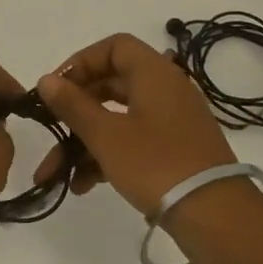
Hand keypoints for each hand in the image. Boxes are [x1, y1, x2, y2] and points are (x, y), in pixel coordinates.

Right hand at [35, 33, 233, 217]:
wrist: (216, 217)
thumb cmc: (156, 164)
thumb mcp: (105, 135)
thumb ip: (72, 105)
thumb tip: (46, 79)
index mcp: (154, 74)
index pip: (114, 47)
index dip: (81, 62)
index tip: (57, 88)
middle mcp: (165, 90)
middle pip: (111, 84)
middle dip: (75, 109)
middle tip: (51, 126)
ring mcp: (171, 122)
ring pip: (117, 117)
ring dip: (84, 140)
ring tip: (56, 172)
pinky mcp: (174, 150)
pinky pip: (132, 141)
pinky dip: (106, 156)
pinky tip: (82, 184)